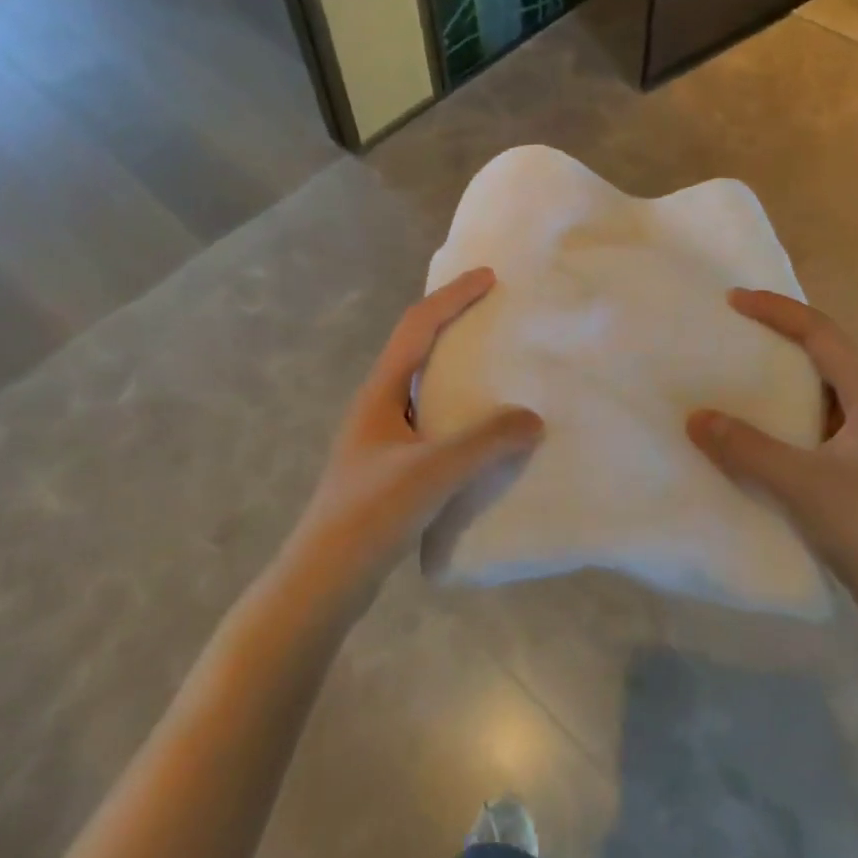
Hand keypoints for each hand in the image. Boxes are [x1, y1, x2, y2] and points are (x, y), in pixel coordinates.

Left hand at [283, 268, 542, 596]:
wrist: (323, 580)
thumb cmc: (371, 514)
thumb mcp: (434, 472)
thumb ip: (486, 442)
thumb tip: (534, 418)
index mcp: (380, 391)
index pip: (418, 326)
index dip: (453, 297)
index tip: (489, 277)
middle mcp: (378, 404)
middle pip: (417, 347)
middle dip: (454, 322)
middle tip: (495, 313)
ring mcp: (381, 437)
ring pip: (423, 384)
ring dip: (456, 366)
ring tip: (496, 365)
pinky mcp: (389, 466)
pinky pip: (430, 419)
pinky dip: (458, 408)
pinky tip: (481, 430)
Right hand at [687, 289, 857, 631]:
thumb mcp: (803, 486)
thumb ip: (747, 449)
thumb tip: (696, 417)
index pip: (821, 332)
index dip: (777, 310)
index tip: (733, 300)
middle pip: (824, 349)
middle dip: (780, 330)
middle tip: (733, 325)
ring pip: (820, 383)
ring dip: (782, 368)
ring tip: (737, 365)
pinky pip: (813, 416)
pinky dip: (783, 406)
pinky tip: (756, 423)